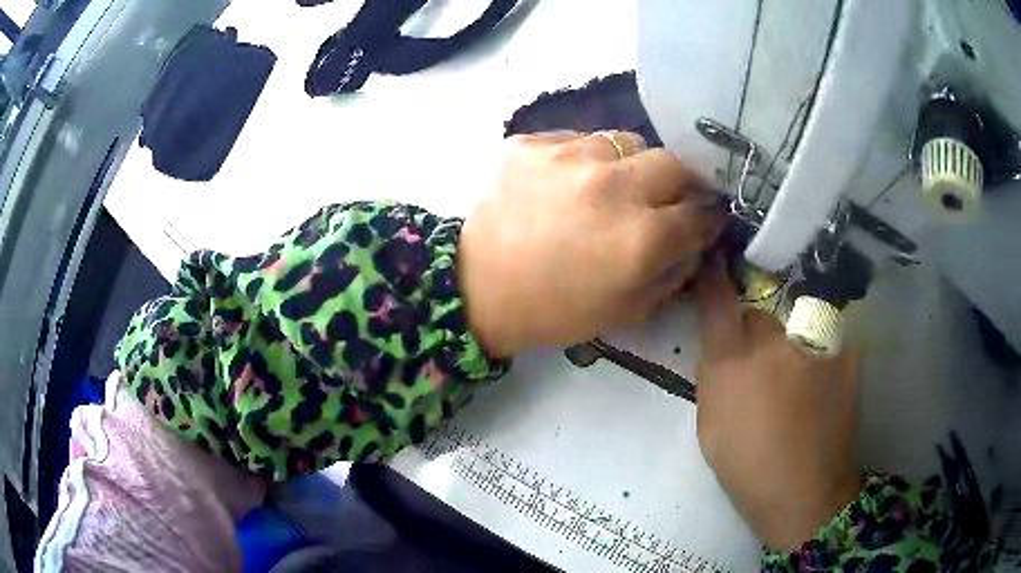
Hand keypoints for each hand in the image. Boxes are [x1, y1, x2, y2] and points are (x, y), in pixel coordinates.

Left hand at [458, 131, 722, 356]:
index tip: (703, 219)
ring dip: (630, 166)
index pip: (699, 212)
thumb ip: (674, 271)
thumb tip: (696, 238)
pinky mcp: (531, 144)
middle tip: (665, 197)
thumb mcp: (628, 310)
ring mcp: (567, 157)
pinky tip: (568, 183)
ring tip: (611, 187)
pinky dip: (584, 159)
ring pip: (625, 142)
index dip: (707, 217)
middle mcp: (612, 187)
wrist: (479, 290)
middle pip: (672, 162)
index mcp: (640, 237)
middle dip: (679, 182)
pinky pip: (577, 139)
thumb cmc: (557, 309)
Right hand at [693, 261, 862, 549]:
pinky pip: (823, 343)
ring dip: (788, 347)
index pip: (718, 300)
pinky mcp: (844, 352)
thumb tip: (720, 344)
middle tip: (761, 367)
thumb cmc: (747, 468)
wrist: (805, 494)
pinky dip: (817, 359)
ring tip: (796, 384)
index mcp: (733, 362)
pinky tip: (820, 391)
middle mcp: (774, 341)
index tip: (713, 268)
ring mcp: (814, 344)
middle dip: (754, 333)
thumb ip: (713, 375)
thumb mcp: (710, 425)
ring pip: (793, 327)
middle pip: (759, 315)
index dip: (714, 280)